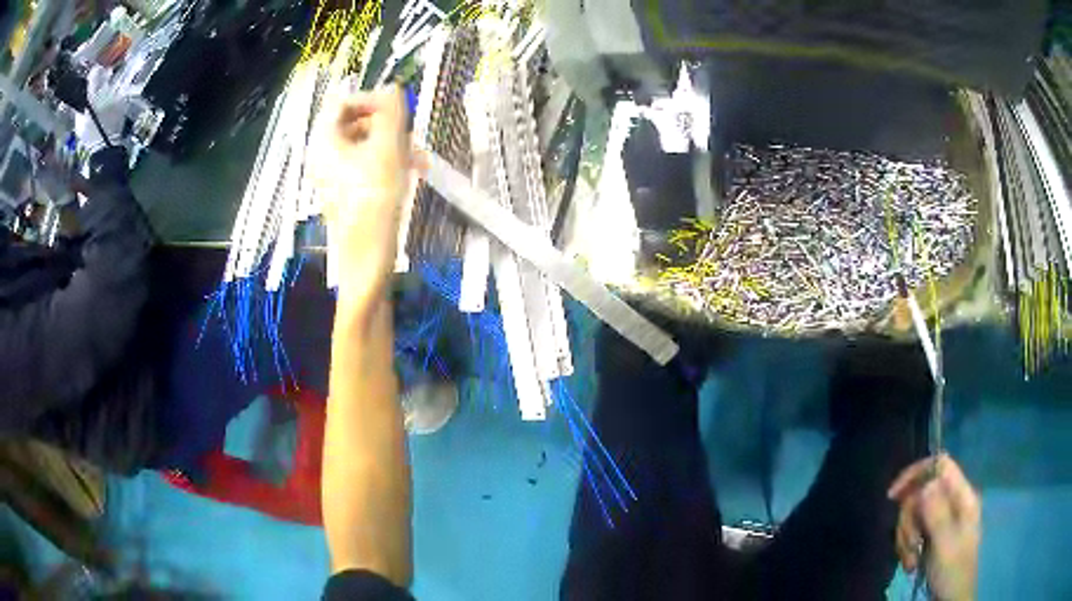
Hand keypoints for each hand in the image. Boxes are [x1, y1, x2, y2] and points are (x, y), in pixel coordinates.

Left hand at [314, 83, 422, 313]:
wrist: (368, 257)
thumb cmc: (376, 199)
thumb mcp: (388, 147)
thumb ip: (391, 110)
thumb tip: (392, 87)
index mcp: (325, 141)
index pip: (344, 101)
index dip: (372, 100)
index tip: (398, 112)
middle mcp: (324, 155)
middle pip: (355, 122)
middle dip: (386, 124)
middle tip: (410, 136)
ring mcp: (333, 175)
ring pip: (364, 143)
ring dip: (392, 143)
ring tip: (416, 158)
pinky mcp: (346, 191)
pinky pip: (366, 164)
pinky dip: (387, 162)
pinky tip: (410, 172)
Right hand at [888, 454, 980, 600]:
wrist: (952, 597)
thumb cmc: (953, 570)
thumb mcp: (946, 544)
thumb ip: (937, 514)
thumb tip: (925, 484)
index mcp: (962, 496)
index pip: (940, 466)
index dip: (917, 473)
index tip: (893, 496)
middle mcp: (952, 502)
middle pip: (922, 493)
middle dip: (909, 520)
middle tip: (909, 545)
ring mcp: (942, 519)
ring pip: (914, 514)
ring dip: (906, 539)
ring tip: (910, 562)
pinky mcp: (932, 535)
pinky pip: (913, 531)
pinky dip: (906, 548)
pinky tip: (910, 564)